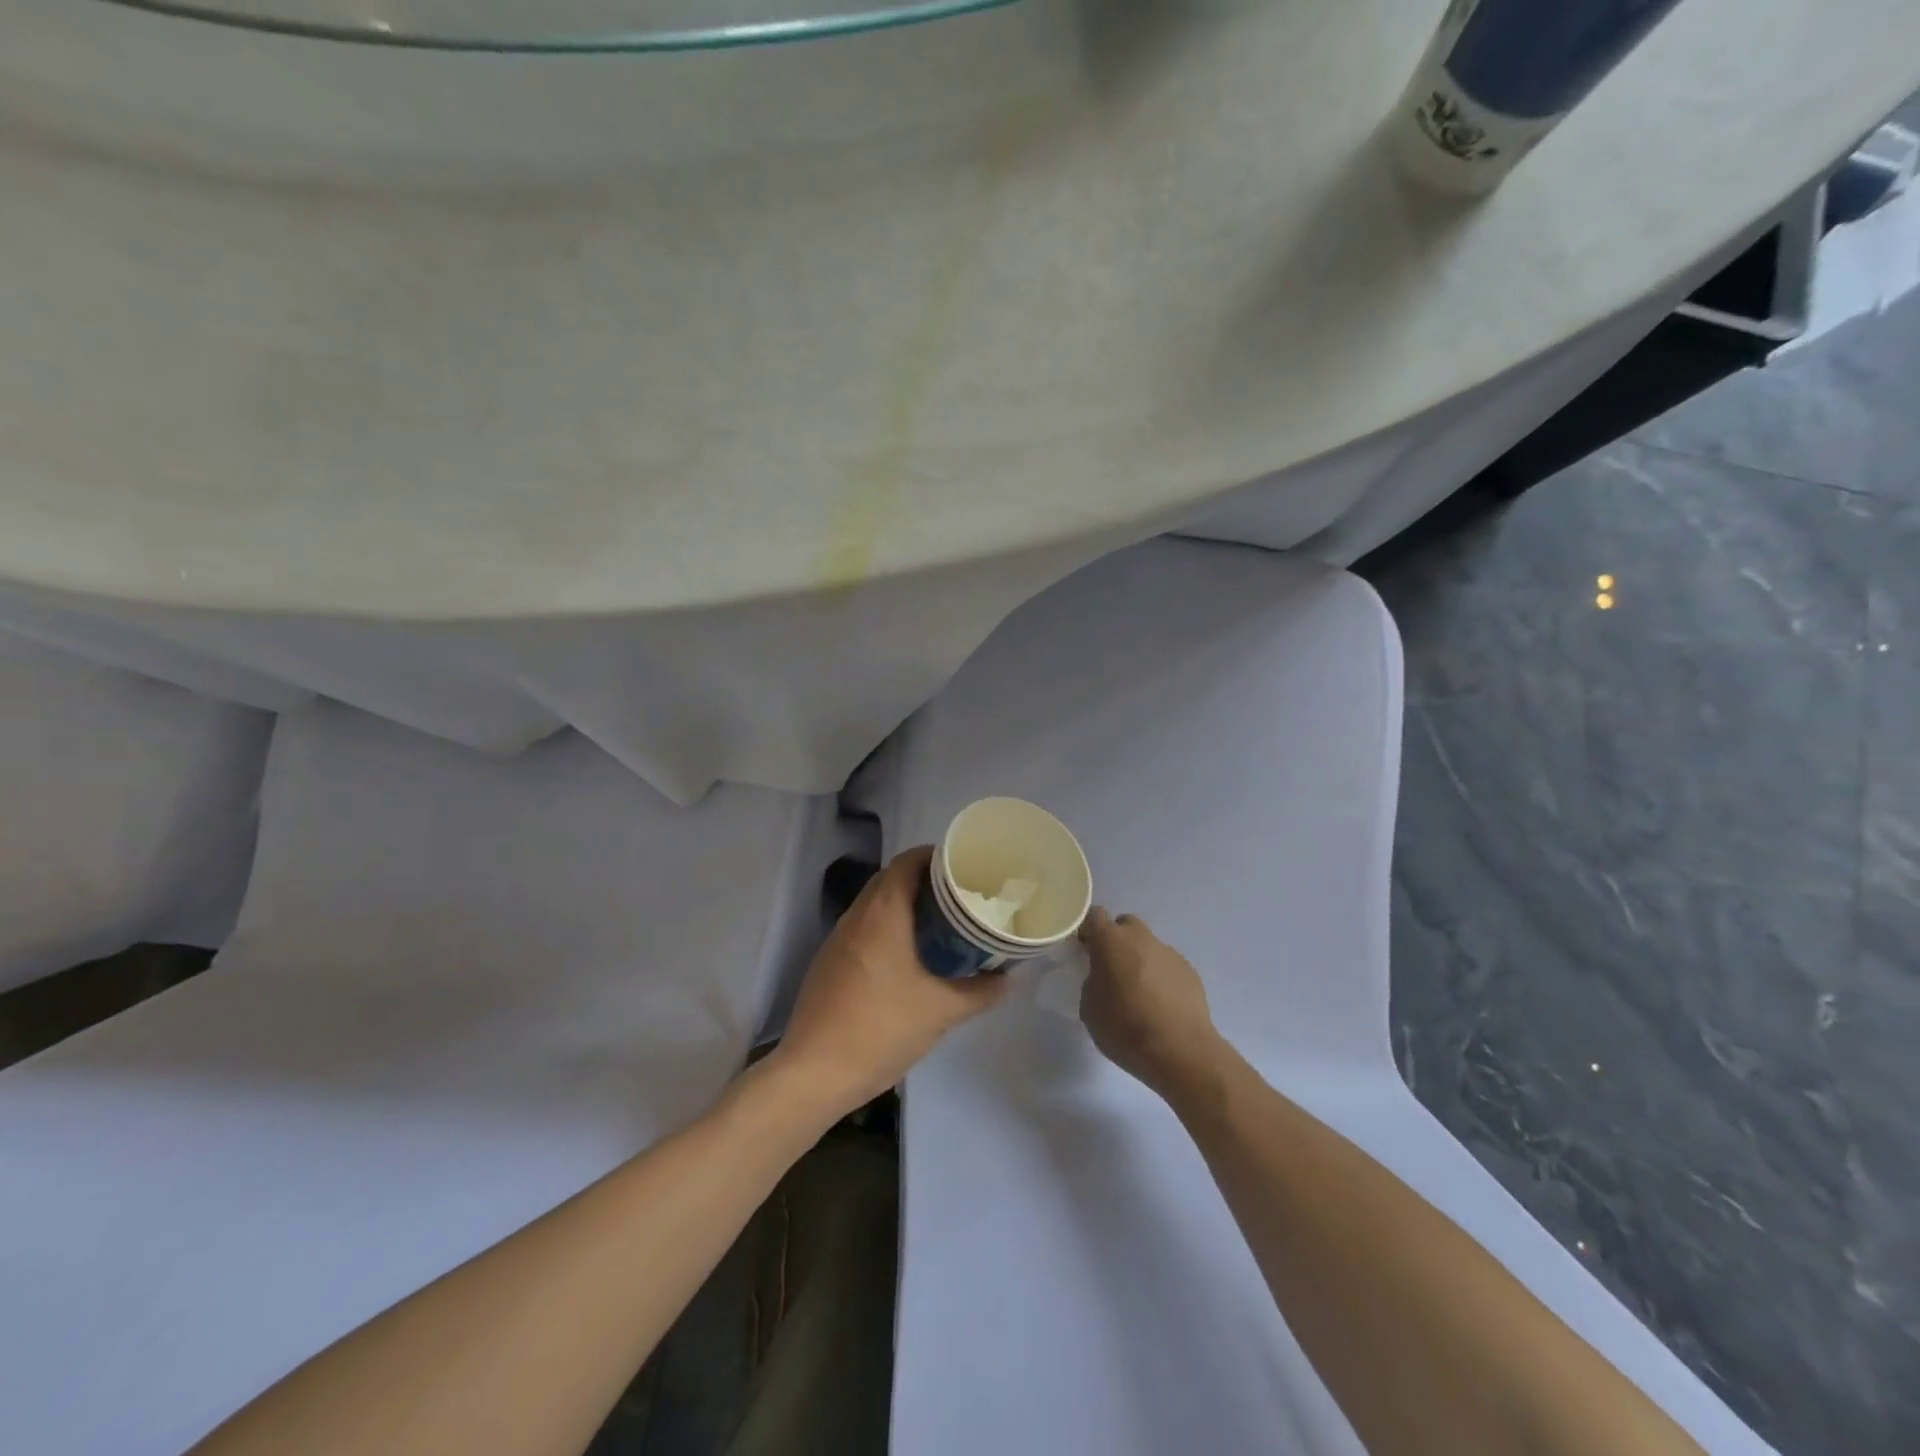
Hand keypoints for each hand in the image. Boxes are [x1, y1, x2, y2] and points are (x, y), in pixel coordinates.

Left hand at [770, 846, 1008, 1120]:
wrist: (814, 1072)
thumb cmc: (881, 1028)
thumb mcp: (941, 1011)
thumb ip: (980, 991)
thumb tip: (1007, 978)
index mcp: (883, 911)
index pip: (909, 860)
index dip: (938, 857)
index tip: (967, 869)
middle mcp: (858, 915)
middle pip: (893, 878)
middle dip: (927, 882)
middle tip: (962, 898)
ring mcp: (839, 938)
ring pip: (877, 904)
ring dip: (907, 906)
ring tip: (942, 925)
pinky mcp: (830, 962)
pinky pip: (865, 928)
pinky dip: (890, 928)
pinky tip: (910, 957)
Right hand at [1079, 908, 1222, 1096]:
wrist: (1181, 1051)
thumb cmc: (1126, 1029)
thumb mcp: (1090, 1009)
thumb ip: (1092, 982)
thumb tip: (1103, 977)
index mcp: (1111, 942)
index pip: (1095, 916)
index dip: (1088, 930)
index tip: (1085, 949)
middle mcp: (1141, 938)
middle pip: (1125, 925)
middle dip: (1117, 941)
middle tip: (1112, 969)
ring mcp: (1169, 952)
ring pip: (1148, 946)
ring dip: (1140, 960)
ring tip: (1140, 994)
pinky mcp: (1189, 971)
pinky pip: (1167, 965)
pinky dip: (1160, 977)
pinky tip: (1161, 1005)